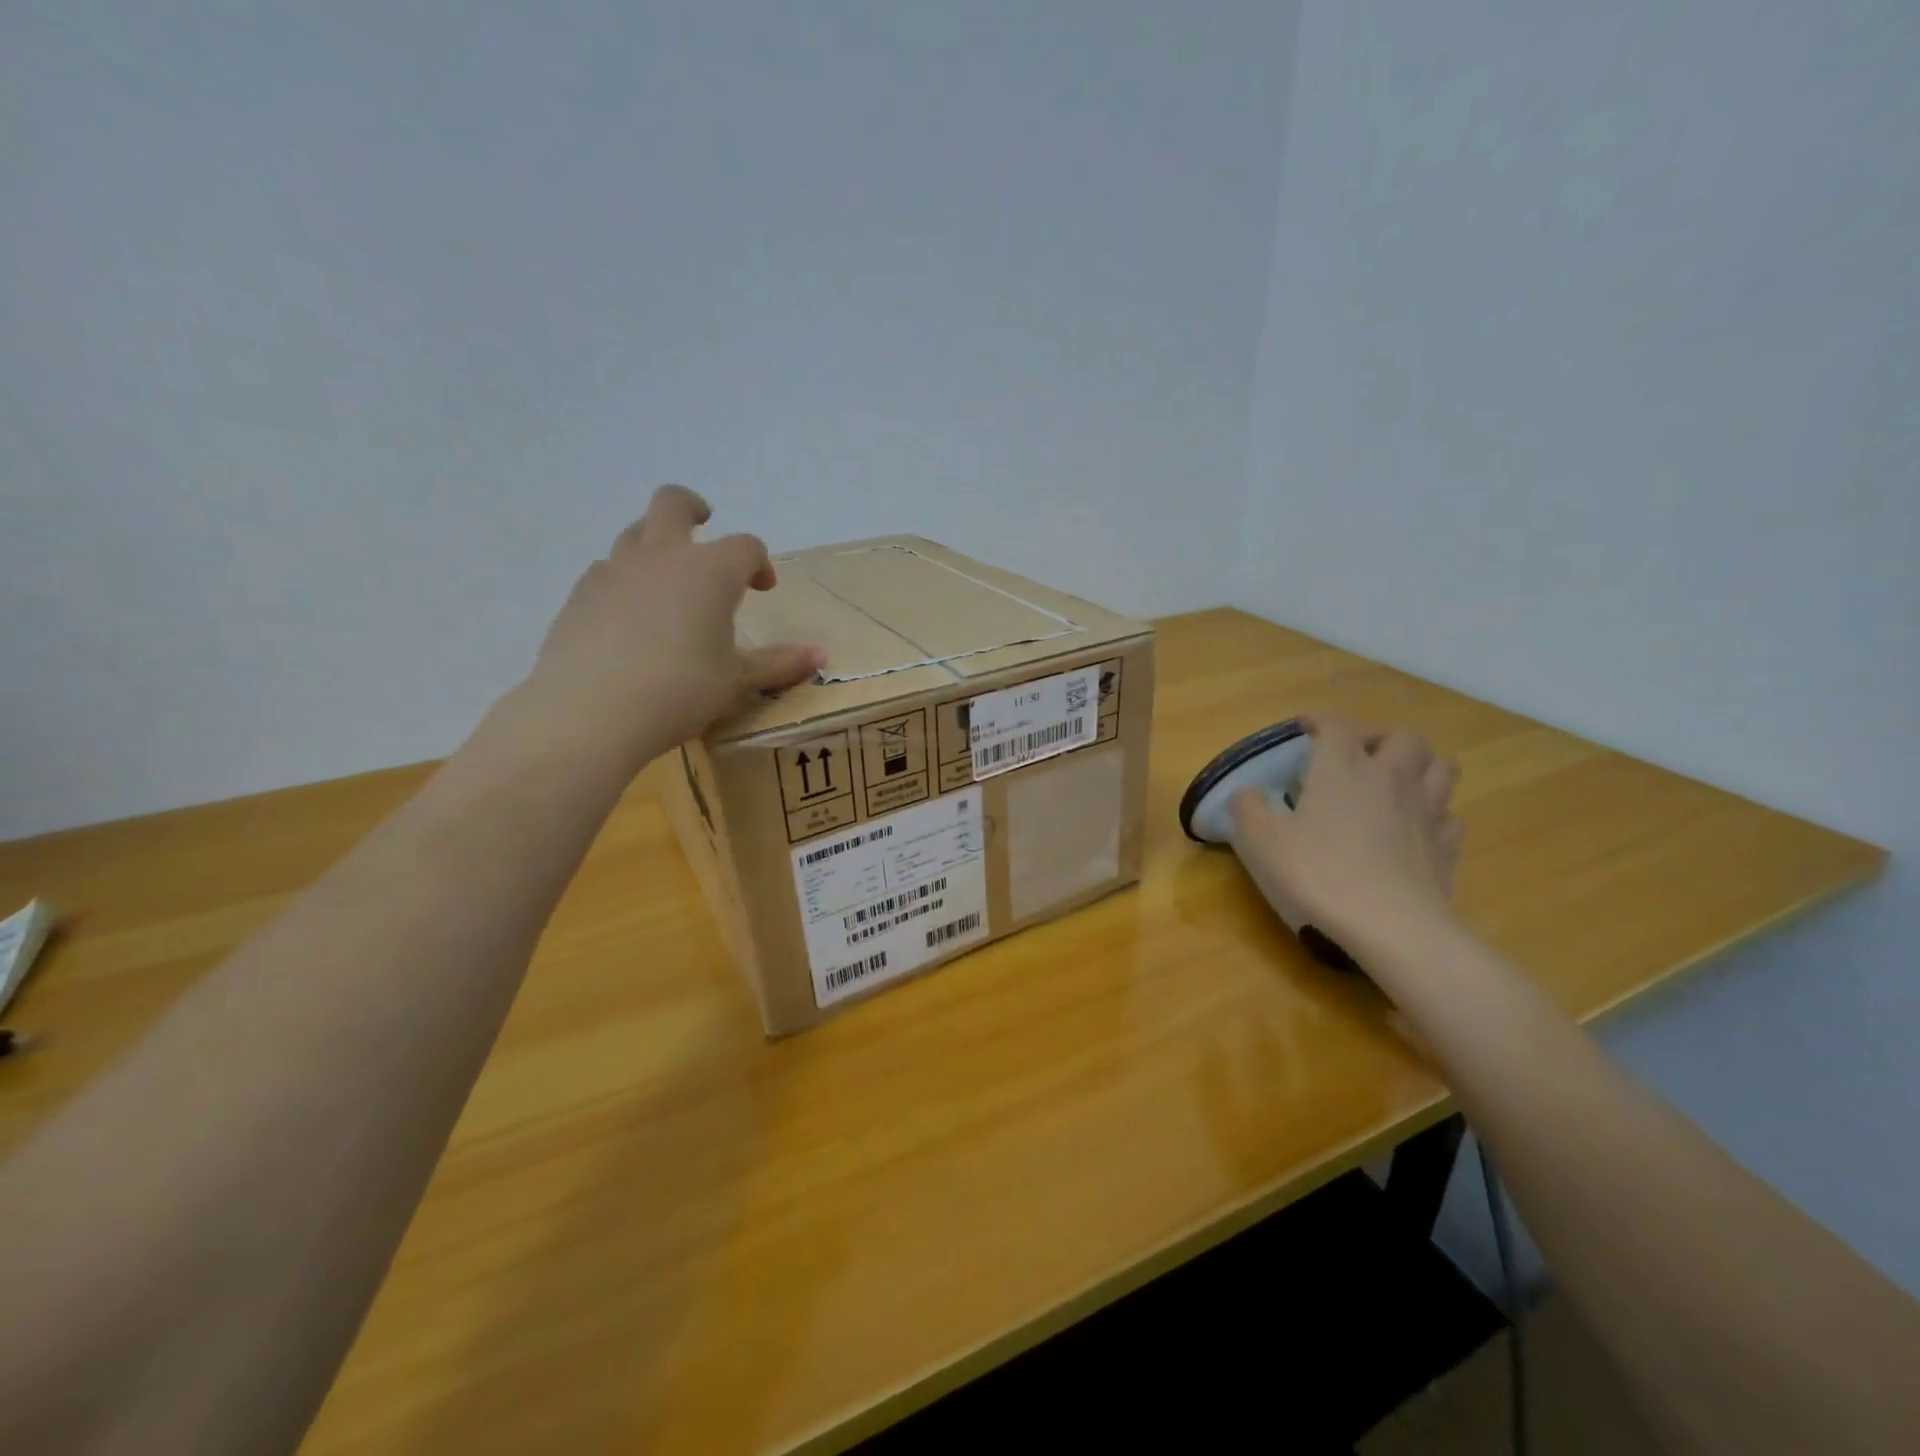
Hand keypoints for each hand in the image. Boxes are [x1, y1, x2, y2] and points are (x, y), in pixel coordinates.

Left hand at [523, 486, 824, 768]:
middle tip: (705, 525)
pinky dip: (626, 578)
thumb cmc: (680, 690)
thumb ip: (779, 663)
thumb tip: (822, 655)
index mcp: (710, 571)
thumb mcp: (737, 679)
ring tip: (669, 579)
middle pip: (674, 504)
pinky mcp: (580, 593)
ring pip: (636, 532)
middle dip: (693, 508)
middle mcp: (663, 557)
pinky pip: (608, 569)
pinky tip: (630, 616)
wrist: (591, 712)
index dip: (759, 562)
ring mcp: (615, 570)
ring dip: (658, 542)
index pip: (745, 546)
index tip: (763, 589)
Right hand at [1228, 716, 1464, 952]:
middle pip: (1401, 737)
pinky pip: (1449, 814)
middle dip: (1378, 738)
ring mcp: (1426, 811)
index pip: (1337, 725)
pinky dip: (1433, 811)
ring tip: (1394, 781)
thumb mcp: (1260, 841)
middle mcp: (1390, 778)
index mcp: (1342, 768)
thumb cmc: (1318, 874)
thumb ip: (1246, 808)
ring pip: (1439, 766)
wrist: (1391, 927)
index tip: (1303, 728)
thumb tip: (1245, 793)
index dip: (1319, 720)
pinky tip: (1414, 826)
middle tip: (1355, 756)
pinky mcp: (1447, 847)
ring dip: (1418, 764)